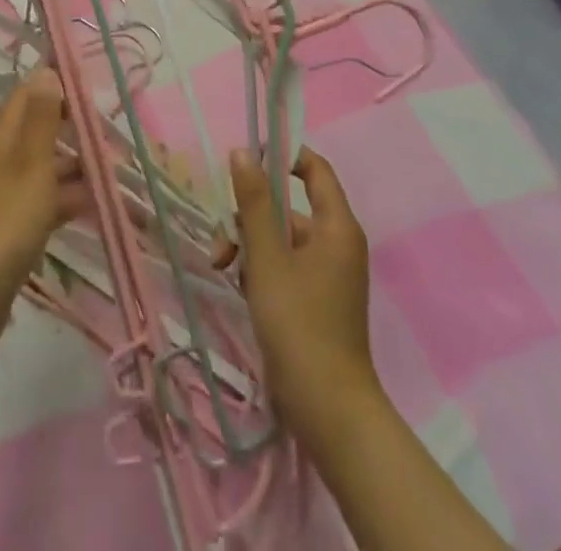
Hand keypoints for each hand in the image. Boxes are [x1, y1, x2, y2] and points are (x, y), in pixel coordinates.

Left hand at [0, 71, 88, 392]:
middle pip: (40, 131)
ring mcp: (12, 197)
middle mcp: (7, 162)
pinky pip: (50, 203)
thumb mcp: (31, 165)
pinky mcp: (19, 229)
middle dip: (73, 126)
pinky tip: (98, 204)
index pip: (27, 97)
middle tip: (110, 128)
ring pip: (49, 168)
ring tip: (115, 168)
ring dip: (78, 164)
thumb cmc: (7, 221)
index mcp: (7, 141)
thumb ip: (41, 120)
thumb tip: (46, 69)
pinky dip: (72, 198)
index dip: (53, 84)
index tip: (87, 83)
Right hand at [215, 146, 382, 445]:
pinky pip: (282, 265)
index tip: (247, 159)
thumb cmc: (298, 323)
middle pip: (287, 207)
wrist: (327, 409)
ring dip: (248, 247)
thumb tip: (242, 152)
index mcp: (336, 226)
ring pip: (278, 238)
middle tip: (224, 241)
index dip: (283, 155)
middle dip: (249, 217)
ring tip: (224, 269)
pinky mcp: (314, 299)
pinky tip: (239, 288)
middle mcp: (335, 243)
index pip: (315, 169)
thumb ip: (253, 202)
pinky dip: (259, 269)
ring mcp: (326, 273)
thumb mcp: (267, 257)